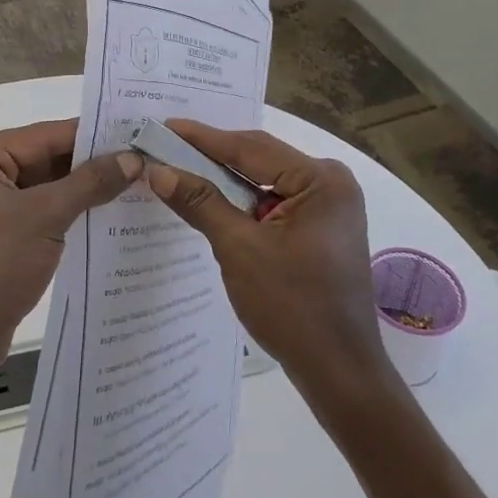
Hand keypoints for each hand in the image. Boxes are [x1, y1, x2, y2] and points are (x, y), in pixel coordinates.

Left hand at [0, 118, 140, 398]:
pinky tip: (110, 216)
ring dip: (85, 191)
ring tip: (138, 184)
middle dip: (91, 164)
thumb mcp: (44, 217)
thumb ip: (90, 183)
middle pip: (44, 160)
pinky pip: (40, 215)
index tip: (137, 132)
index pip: (43, 135)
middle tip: (144, 159)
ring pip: (45, 189)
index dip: (92, 135)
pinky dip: (70, 215)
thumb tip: (133, 158)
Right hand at [144, 121, 395, 405]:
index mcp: (322, 180)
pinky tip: (210, 201)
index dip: (203, 138)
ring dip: (224, 181)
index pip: (251, 148)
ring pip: (264, 182)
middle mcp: (331, 183)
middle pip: (259, 159)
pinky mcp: (320, 228)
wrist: (338, 372)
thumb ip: (200, 202)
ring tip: (179, 169)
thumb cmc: (292, 307)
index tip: (164, 126)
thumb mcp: (239, 249)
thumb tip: (158, 170)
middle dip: (212, 157)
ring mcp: (328, 206)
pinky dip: (242, 203)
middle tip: (166, 147)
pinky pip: (273, 202)